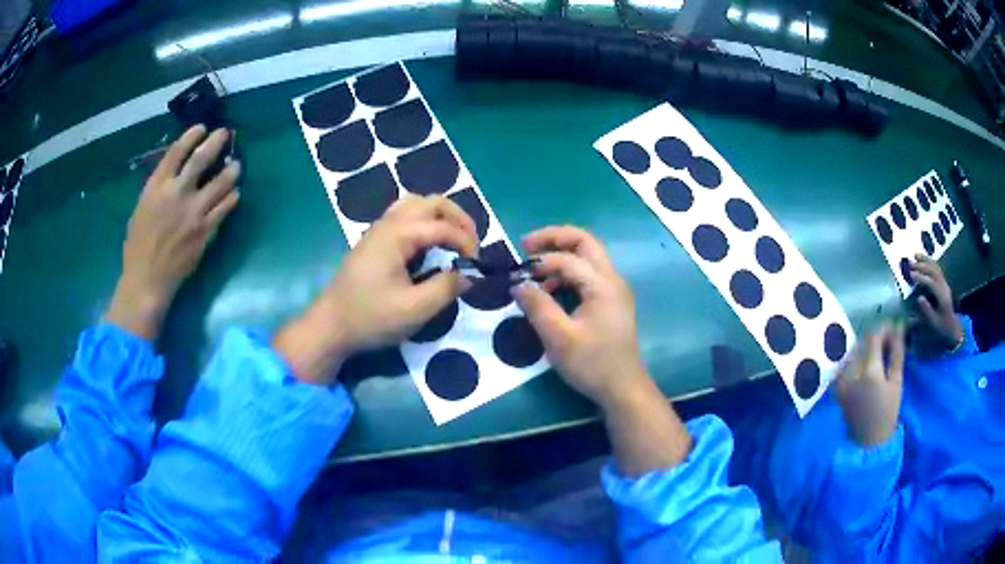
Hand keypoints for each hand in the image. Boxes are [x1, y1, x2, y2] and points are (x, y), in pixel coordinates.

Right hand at [107, 126, 240, 339]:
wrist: (147, 281)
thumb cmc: (137, 247)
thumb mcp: (141, 209)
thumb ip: (159, 189)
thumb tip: (177, 174)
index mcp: (157, 187)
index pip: (177, 151)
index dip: (191, 136)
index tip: (202, 128)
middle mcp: (177, 194)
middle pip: (202, 159)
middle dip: (216, 142)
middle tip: (225, 134)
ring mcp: (194, 213)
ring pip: (221, 182)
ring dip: (231, 170)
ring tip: (237, 165)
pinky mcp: (206, 231)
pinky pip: (225, 208)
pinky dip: (232, 197)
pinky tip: (235, 193)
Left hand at [273, 195, 477, 384]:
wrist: (331, 326)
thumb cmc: (370, 318)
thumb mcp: (414, 310)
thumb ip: (446, 288)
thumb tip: (468, 275)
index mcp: (397, 235)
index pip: (442, 225)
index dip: (466, 241)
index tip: (477, 265)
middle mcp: (388, 223)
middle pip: (431, 202)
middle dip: (458, 218)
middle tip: (471, 245)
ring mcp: (378, 230)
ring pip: (416, 205)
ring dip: (441, 216)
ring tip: (454, 240)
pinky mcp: (374, 241)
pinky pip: (405, 216)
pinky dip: (425, 222)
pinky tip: (429, 246)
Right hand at [512, 226, 648, 410]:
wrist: (623, 388)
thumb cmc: (592, 364)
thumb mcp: (559, 338)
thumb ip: (537, 307)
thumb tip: (517, 284)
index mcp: (603, 284)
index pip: (568, 259)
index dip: (539, 262)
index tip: (515, 274)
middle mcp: (612, 279)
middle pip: (584, 242)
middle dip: (554, 238)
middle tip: (525, 245)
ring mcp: (614, 289)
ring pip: (587, 256)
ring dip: (559, 256)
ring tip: (533, 271)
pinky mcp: (610, 301)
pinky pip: (587, 274)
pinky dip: (566, 273)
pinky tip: (549, 290)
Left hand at [836, 322, 904, 447]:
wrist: (868, 442)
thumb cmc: (887, 413)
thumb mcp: (897, 382)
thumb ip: (896, 353)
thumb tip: (898, 327)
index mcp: (869, 373)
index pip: (873, 337)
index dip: (884, 328)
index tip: (894, 326)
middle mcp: (851, 374)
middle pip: (862, 343)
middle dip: (876, 337)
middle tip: (889, 340)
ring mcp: (841, 381)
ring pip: (854, 352)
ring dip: (866, 347)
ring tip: (880, 352)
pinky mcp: (837, 387)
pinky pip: (847, 364)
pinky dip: (857, 359)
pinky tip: (868, 364)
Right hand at [908, 254, 962, 350]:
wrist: (952, 326)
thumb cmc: (942, 327)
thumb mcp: (934, 323)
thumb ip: (927, 311)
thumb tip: (919, 298)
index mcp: (942, 297)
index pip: (931, 283)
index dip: (921, 278)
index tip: (910, 275)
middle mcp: (944, 287)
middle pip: (933, 272)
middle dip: (922, 266)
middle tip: (910, 263)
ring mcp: (944, 283)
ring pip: (935, 267)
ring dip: (925, 260)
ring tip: (915, 254)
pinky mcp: (943, 282)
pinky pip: (937, 268)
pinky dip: (930, 261)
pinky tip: (923, 259)